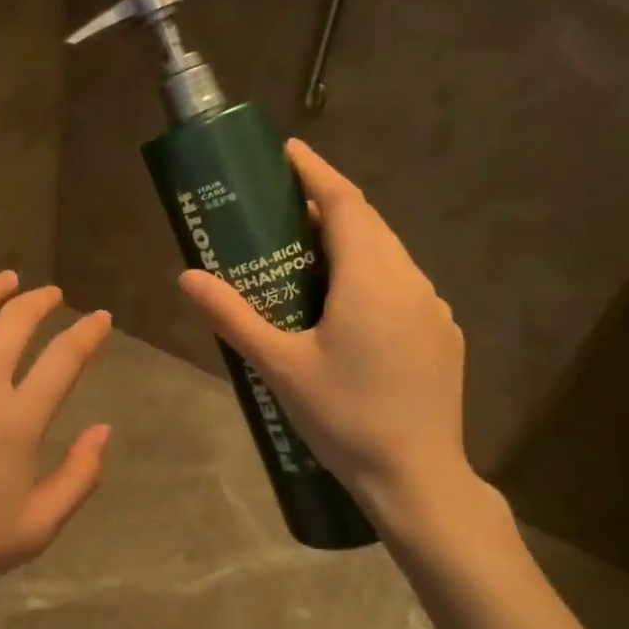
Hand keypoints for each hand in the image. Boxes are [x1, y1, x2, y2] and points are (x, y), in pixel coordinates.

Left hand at [0, 273, 113, 606]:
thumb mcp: (37, 528)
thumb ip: (80, 477)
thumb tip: (104, 429)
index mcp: (18, 421)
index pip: (65, 357)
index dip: (89, 332)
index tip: (99, 318)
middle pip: (17, 321)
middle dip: (42, 301)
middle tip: (50, 295)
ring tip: (6, 281)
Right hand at [177, 140, 500, 544]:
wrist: (417, 478)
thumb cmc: (344, 417)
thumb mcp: (279, 365)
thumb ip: (232, 316)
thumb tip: (186, 277)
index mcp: (370, 280)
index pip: (346, 204)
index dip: (317, 171)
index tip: (289, 150)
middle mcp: (409, 282)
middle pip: (369, 223)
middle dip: (329, 203)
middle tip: (285, 203)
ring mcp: (432, 308)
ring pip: (389, 252)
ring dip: (351, 238)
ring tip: (309, 248)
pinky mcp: (441, 333)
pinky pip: (402, 282)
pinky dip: (371, 269)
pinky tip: (346, 300)